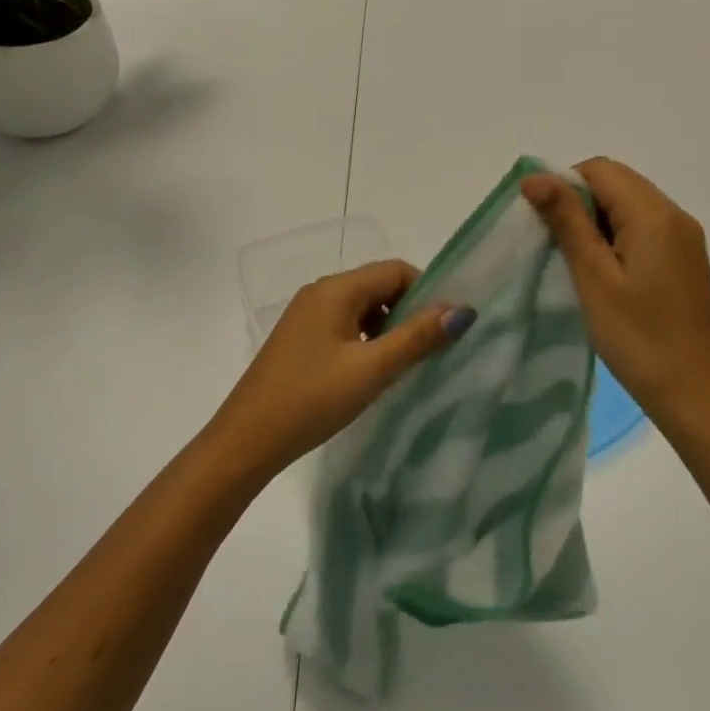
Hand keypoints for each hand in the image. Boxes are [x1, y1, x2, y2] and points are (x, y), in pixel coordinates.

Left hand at [207, 260, 473, 483]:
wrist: (247, 440)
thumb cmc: (312, 399)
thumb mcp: (371, 370)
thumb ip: (417, 337)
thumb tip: (462, 310)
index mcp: (336, 289)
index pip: (395, 270)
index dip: (426, 292)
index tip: (444, 329)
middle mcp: (320, 292)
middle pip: (378, 286)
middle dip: (408, 312)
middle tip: (428, 352)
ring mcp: (307, 315)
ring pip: (362, 308)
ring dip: (387, 329)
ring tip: (402, 366)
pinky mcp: (300, 338)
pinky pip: (344, 325)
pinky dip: (365, 340)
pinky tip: (370, 373)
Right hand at [522, 158, 709, 439]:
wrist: (699, 397)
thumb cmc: (640, 338)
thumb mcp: (594, 277)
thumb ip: (566, 220)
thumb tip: (535, 176)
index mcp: (654, 213)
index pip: (599, 169)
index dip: (564, 186)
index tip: (545, 225)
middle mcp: (675, 215)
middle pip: (616, 183)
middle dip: (579, 203)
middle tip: (558, 247)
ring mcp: (684, 239)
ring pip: (628, 206)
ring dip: (596, 222)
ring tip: (578, 265)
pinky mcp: (685, 260)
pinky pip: (643, 229)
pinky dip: (616, 238)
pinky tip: (605, 276)